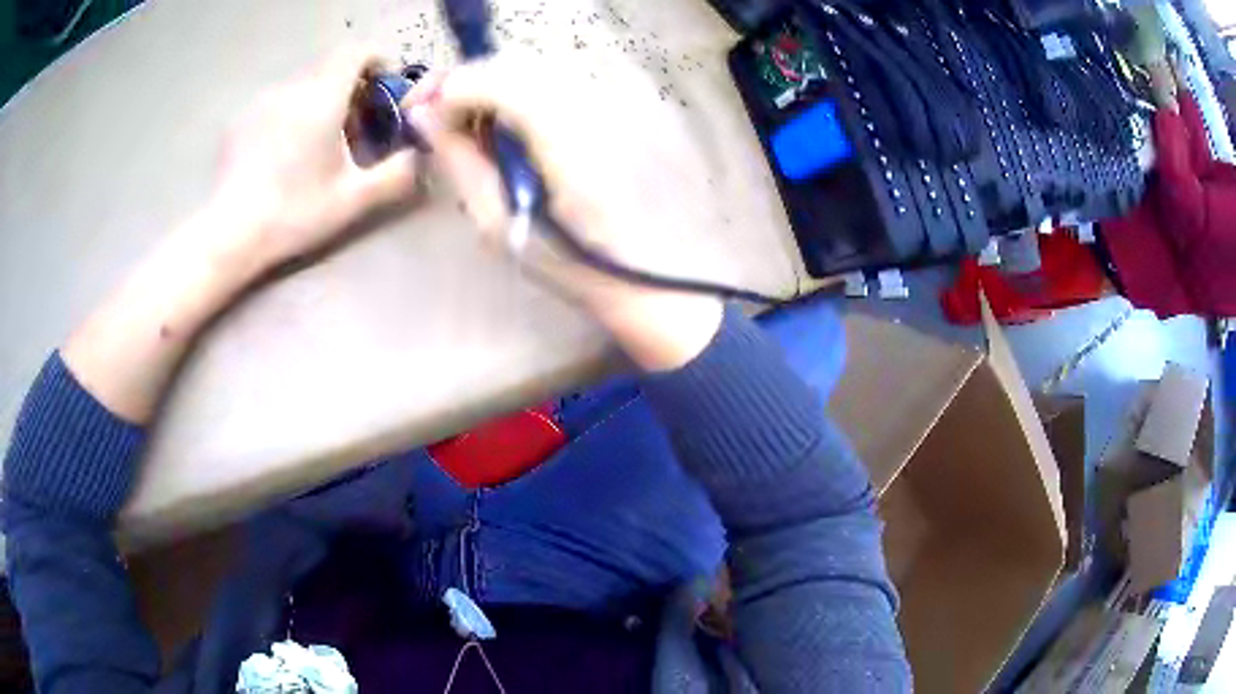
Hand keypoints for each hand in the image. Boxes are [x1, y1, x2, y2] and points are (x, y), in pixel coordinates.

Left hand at [209, 46, 420, 273]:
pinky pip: (277, 102)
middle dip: (351, 86)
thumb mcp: (353, 200)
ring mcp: (262, 101)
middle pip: (331, 67)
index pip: (357, 51)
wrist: (228, 235)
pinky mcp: (240, 119)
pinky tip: (283, 153)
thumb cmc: (293, 214)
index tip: (384, 88)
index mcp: (323, 97)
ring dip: (320, 100)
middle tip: (355, 127)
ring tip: (317, 143)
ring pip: (303, 84)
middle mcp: (292, 87)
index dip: (377, 61)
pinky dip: (292, 113)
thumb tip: (420, 153)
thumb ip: (396, 173)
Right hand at [406, 51, 723, 369]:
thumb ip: (459, 161)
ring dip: (498, 88)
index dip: (447, 91)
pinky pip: (567, 80)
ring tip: (478, 128)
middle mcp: (597, 98)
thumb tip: (423, 118)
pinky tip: (522, 126)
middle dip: (469, 85)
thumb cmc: (577, 265)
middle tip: (440, 120)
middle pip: (514, 64)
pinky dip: (531, 93)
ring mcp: (621, 95)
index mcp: (566, 132)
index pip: (491, 78)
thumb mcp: (500, 223)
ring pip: (539, 68)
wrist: (660, 274)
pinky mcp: (634, 102)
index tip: (420, 117)